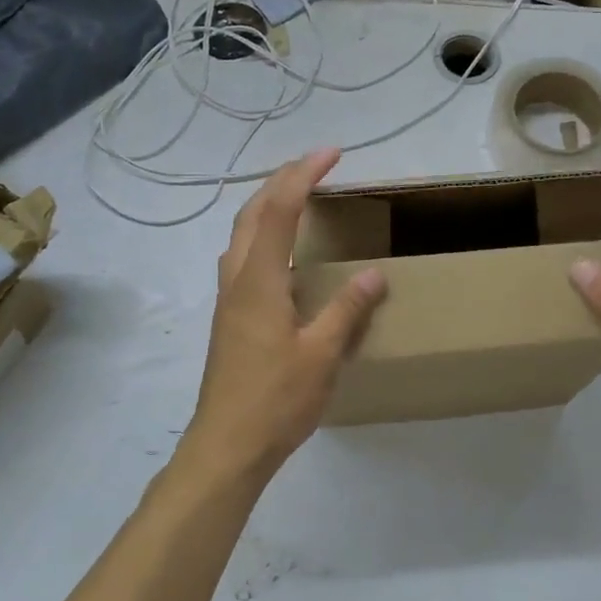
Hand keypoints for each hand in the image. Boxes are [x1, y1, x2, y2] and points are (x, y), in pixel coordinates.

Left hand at [179, 149, 386, 482]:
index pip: (281, 209)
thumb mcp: (322, 355)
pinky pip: (243, 257)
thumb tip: (374, 273)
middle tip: (316, 165)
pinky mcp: (229, 318)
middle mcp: (237, 279)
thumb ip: (347, 310)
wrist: (226, 448)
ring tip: (299, 197)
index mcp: (259, 280)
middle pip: (252, 212)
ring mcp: (228, 299)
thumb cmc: (275, 400)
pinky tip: (282, 253)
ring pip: (242, 233)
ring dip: (268, 205)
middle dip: (282, 180)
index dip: (305, 175)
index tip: (332, 153)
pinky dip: (263, 234)